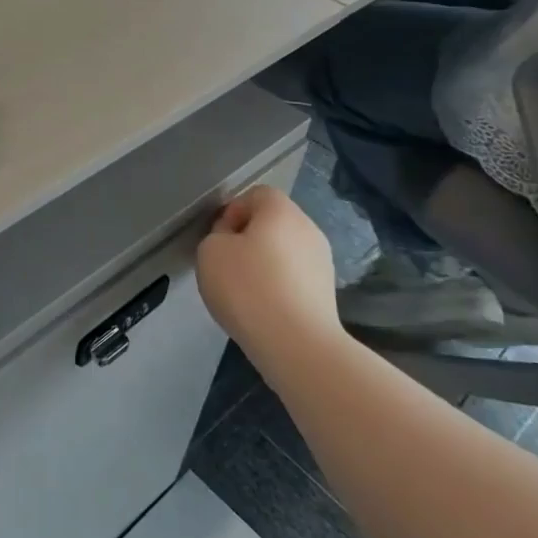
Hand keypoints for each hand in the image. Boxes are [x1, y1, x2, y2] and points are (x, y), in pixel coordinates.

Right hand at [196, 187, 341, 382]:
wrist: (296, 344)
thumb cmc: (248, 287)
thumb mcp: (210, 252)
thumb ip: (217, 236)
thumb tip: (233, 241)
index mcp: (281, 211)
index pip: (256, 194)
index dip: (232, 212)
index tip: (219, 240)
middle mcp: (308, 228)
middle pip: (273, 223)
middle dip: (248, 239)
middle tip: (228, 266)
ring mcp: (322, 261)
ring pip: (285, 251)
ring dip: (264, 264)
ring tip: (245, 293)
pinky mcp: (326, 292)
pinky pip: (294, 278)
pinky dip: (278, 287)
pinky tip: (264, 310)